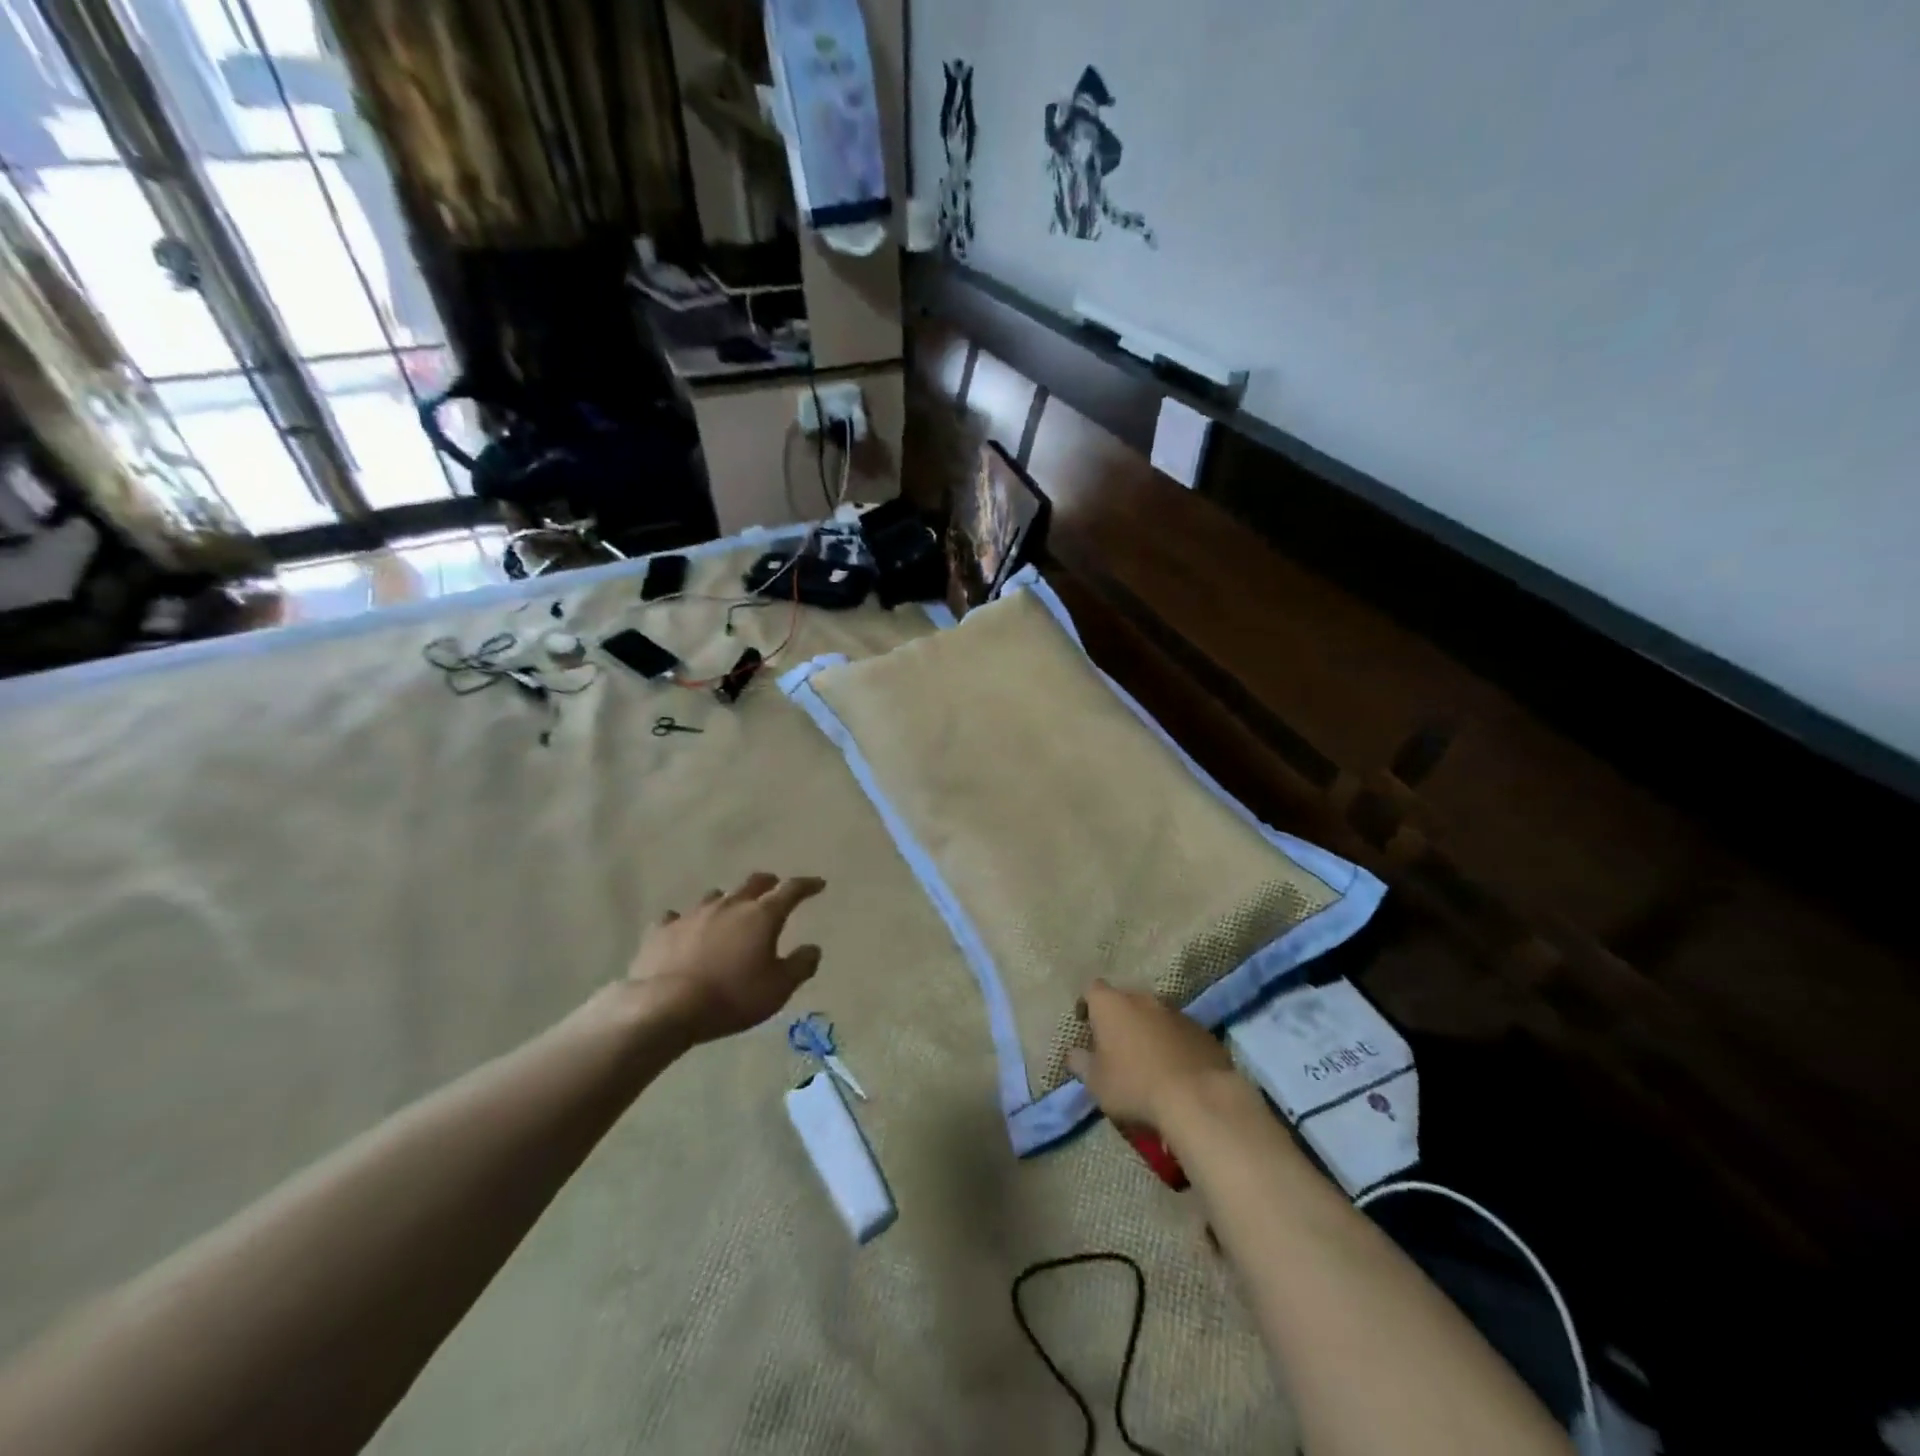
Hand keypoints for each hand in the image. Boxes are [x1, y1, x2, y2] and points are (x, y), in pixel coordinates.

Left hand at [626, 873, 825, 1044]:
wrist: (665, 1007)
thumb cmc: (732, 997)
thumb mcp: (778, 989)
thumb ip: (800, 966)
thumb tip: (813, 948)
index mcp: (761, 916)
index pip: (791, 890)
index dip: (807, 885)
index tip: (818, 884)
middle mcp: (729, 905)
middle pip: (753, 883)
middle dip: (768, 882)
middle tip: (775, 885)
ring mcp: (692, 914)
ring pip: (715, 896)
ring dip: (728, 900)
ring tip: (730, 910)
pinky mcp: (662, 930)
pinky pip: (676, 917)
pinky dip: (684, 921)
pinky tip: (683, 929)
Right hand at [1066, 977, 1237, 1132]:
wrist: (1197, 1097)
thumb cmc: (1134, 1085)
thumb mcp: (1096, 1082)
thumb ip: (1080, 1063)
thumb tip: (1073, 1054)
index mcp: (1111, 1004)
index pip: (1092, 989)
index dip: (1087, 1004)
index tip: (1085, 1024)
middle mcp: (1143, 998)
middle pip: (1125, 1000)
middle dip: (1119, 1017)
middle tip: (1116, 1044)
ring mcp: (1176, 1012)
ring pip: (1155, 1014)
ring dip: (1148, 1029)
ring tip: (1147, 1058)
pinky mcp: (1202, 1030)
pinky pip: (1179, 1031)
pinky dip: (1173, 1043)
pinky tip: (1174, 1068)